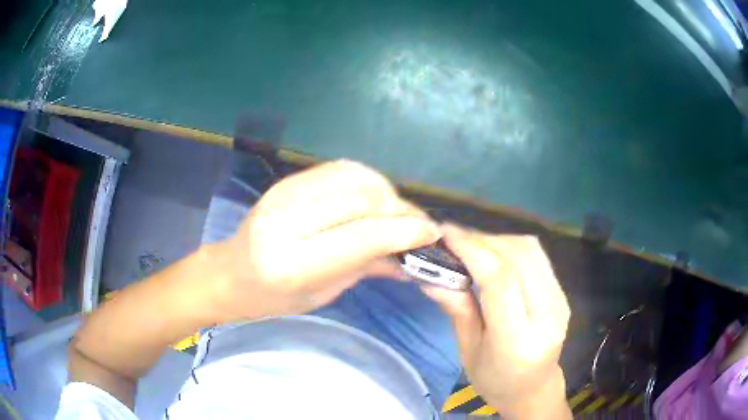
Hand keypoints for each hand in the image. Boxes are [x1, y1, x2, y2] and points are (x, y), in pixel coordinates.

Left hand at [214, 160, 440, 321]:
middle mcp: (287, 220)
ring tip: (394, 213)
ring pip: (355, 176)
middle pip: (362, 198)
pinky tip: (373, 199)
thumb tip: (413, 254)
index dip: (404, 231)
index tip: (431, 233)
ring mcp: (286, 193)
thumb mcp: (324, 293)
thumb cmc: (275, 297)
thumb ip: (368, 267)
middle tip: (416, 225)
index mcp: (293, 262)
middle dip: (399, 209)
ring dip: (386, 192)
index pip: (362, 236)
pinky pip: (341, 169)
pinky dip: (367, 181)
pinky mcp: (290, 180)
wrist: (233, 272)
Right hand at [423, 224, 570, 418]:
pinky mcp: (562, 294)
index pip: (499, 280)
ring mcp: (560, 302)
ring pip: (531, 250)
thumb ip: (457, 310)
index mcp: (518, 340)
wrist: (533, 389)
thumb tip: (431, 277)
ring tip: (471, 244)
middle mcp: (547, 316)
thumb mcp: (467, 352)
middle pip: (519, 256)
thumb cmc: (494, 380)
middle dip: (484, 239)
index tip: (445, 234)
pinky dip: (511, 247)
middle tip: (454, 237)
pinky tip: (493, 254)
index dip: (472, 250)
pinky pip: (537, 258)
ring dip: (498, 240)